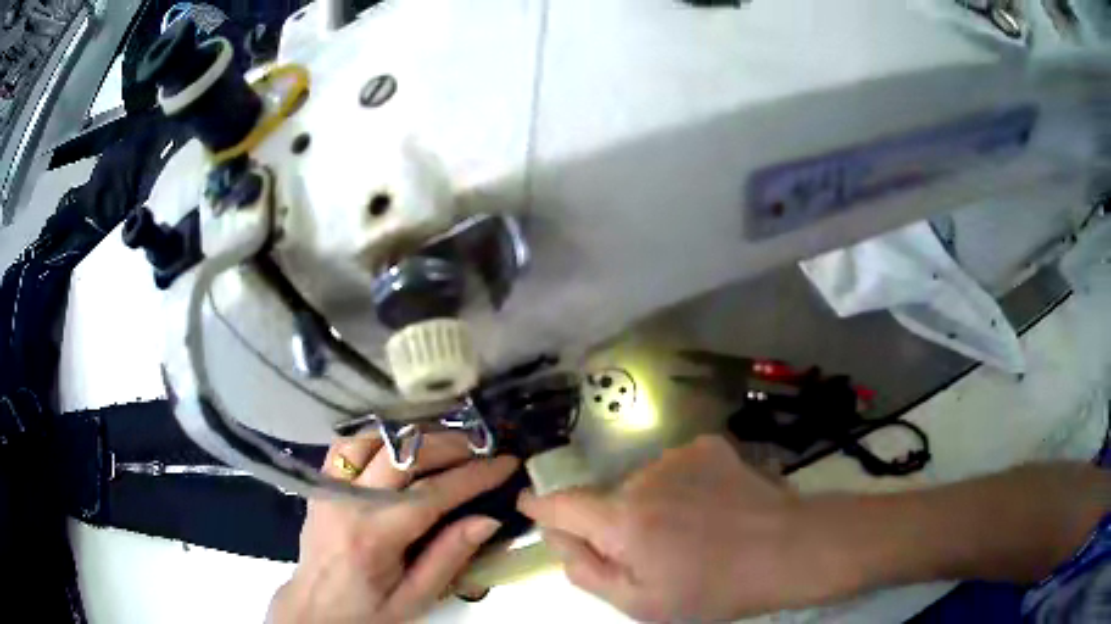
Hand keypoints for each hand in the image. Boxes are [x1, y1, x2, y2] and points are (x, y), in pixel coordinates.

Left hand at [269, 433, 518, 623]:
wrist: (314, 608)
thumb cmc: (368, 611)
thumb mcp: (415, 598)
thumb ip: (449, 558)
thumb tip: (488, 518)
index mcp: (374, 535)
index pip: (432, 493)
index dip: (474, 475)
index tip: (506, 462)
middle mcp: (348, 501)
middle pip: (403, 454)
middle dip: (450, 445)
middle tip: (483, 447)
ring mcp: (330, 487)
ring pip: (373, 438)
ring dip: (414, 436)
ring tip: (447, 443)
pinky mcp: (322, 483)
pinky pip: (349, 445)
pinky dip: (380, 437)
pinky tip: (401, 446)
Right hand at [518, 435, 825, 621]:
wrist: (789, 549)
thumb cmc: (714, 588)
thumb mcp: (641, 603)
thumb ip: (587, 571)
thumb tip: (559, 538)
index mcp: (622, 520)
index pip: (561, 503)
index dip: (540, 505)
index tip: (528, 504)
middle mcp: (643, 478)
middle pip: (607, 500)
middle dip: (614, 525)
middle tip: (654, 554)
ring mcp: (679, 456)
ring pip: (642, 484)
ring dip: (651, 506)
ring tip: (691, 532)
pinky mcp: (708, 447)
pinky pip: (675, 469)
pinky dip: (681, 487)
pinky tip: (711, 506)